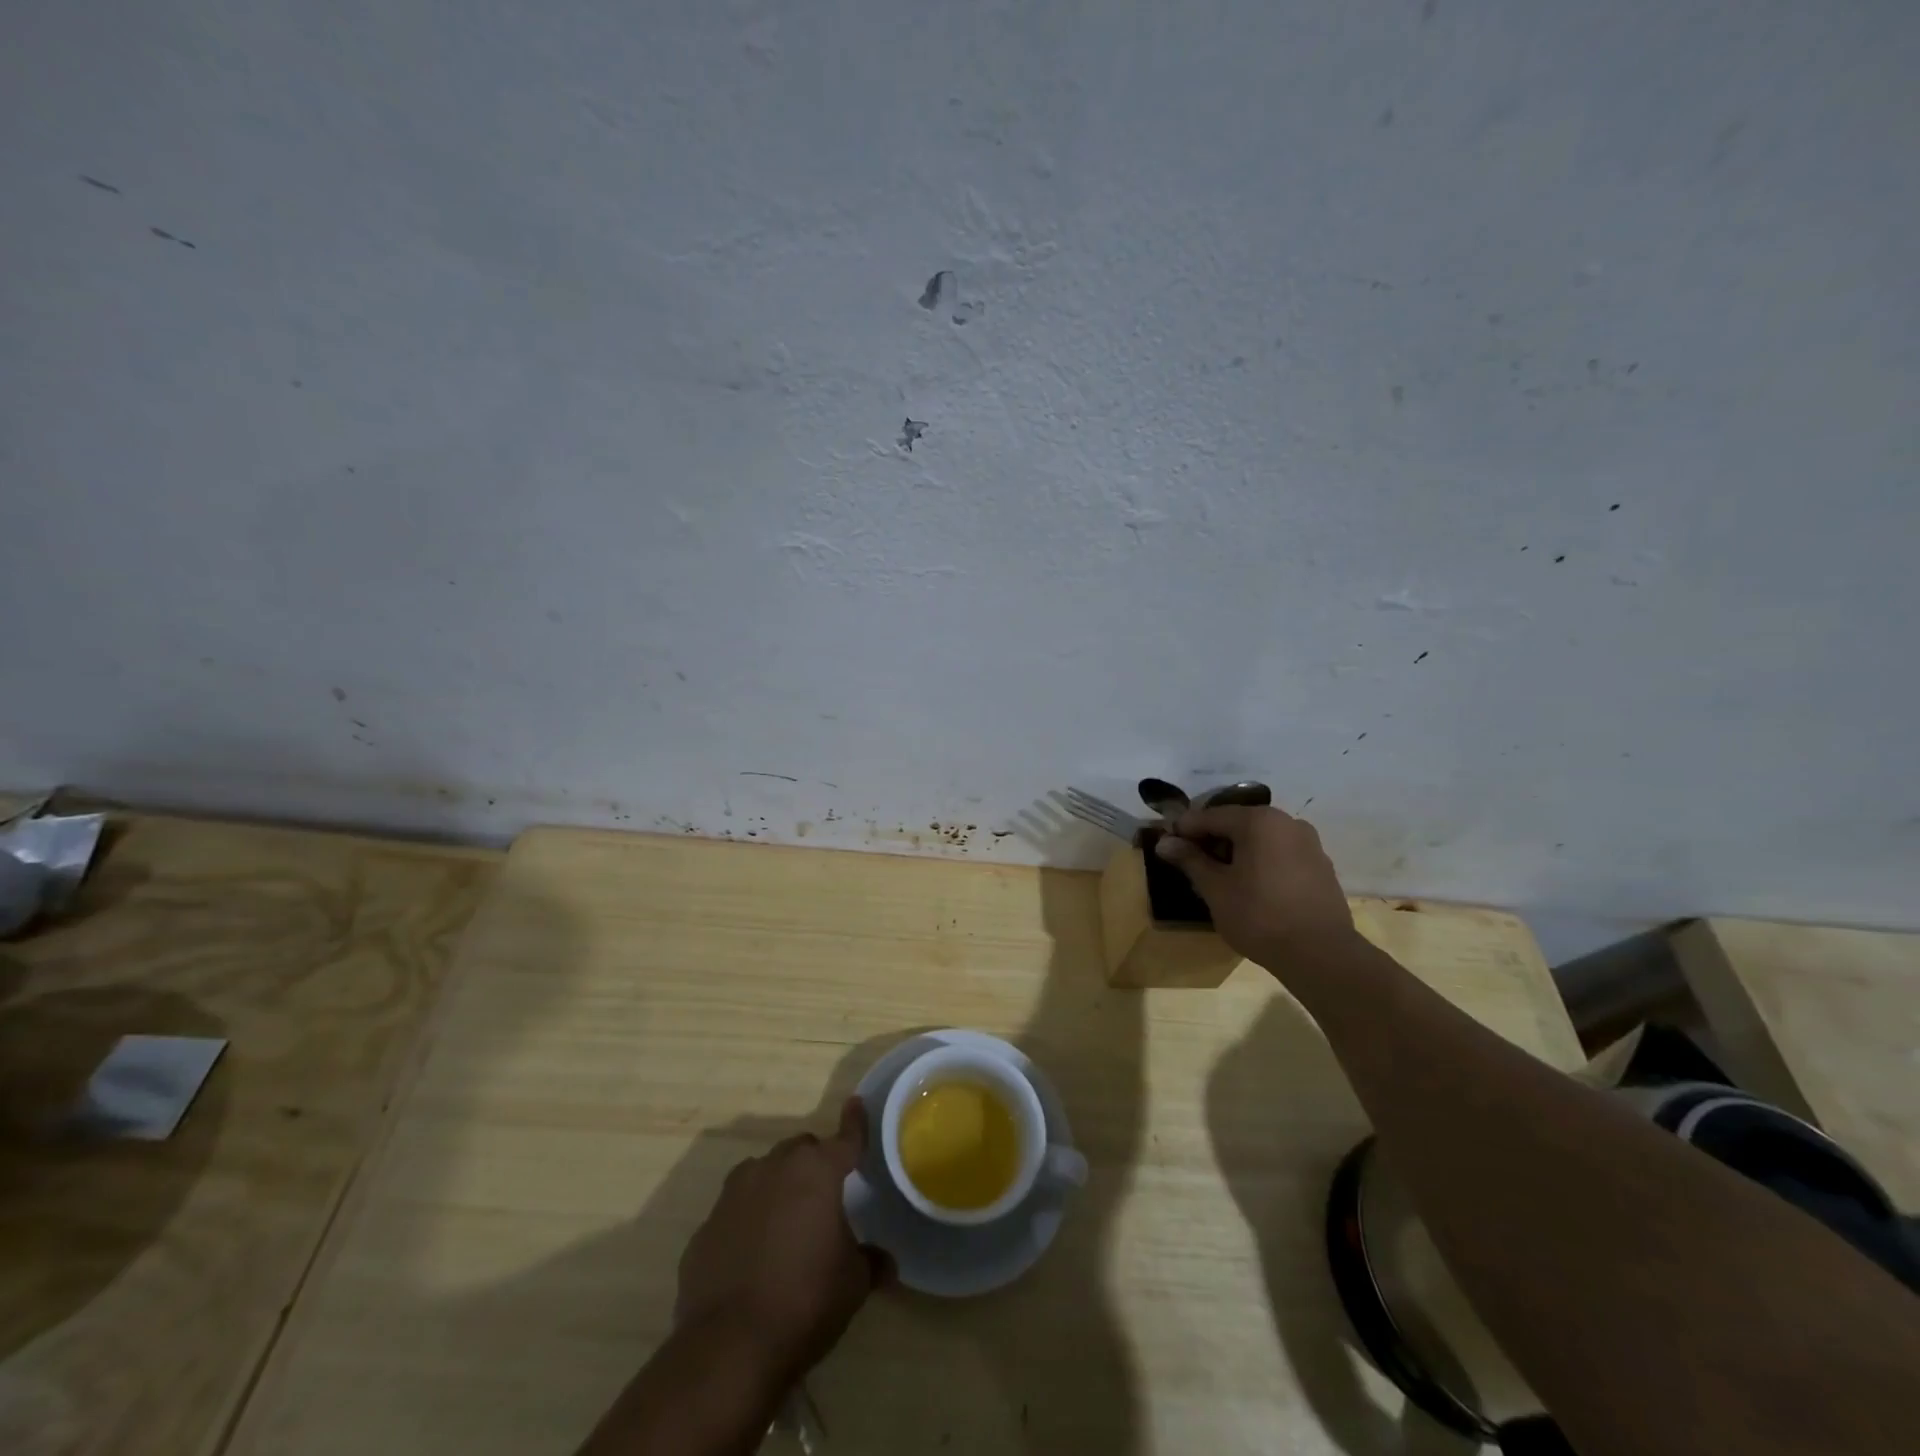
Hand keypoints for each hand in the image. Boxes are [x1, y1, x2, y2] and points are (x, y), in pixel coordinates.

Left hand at [674, 1099, 886, 1389]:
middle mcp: (774, 1168)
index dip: (855, 1123)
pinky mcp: (706, 1226)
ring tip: (786, 1225)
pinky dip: (746, 1223)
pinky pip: (734, 1212)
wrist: (728, 1347)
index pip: (845, 1138)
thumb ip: (870, 1262)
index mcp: (817, 1172)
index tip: (856, 1103)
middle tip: (823, 1198)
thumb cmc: (805, 1301)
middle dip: (813, 1165)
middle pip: (800, 1151)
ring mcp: (734, 1194)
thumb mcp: (853, 1284)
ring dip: (777, 1187)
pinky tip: (751, 1259)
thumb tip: (883, 1263)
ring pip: (763, 1173)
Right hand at [1154, 805, 1355, 966]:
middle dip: (1212, 840)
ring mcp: (1309, 843)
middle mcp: (1287, 822)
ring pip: (1261, 839)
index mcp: (1259, 821)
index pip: (1210, 816)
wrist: (1320, 955)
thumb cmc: (1259, 916)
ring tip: (1221, 878)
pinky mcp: (1321, 866)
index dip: (1185, 829)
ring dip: (1238, 851)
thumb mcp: (1215, 888)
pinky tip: (1252, 887)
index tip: (1167, 844)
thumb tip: (1165, 842)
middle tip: (1191, 863)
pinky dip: (1261, 862)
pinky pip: (1281, 854)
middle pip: (1238, 823)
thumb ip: (1190, 860)